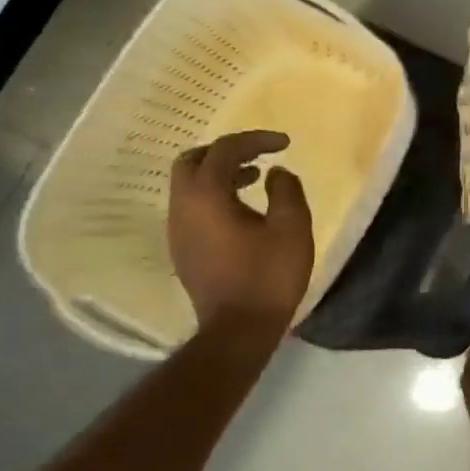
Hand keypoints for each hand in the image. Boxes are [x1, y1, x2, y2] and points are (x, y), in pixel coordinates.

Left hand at [167, 131, 313, 333]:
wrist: (238, 329)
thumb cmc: (268, 275)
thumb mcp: (291, 227)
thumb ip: (286, 190)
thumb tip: (276, 173)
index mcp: (206, 196)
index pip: (224, 151)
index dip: (255, 140)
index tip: (285, 144)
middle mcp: (183, 208)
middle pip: (192, 161)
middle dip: (225, 151)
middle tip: (258, 154)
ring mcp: (177, 230)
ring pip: (189, 185)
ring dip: (220, 173)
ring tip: (256, 178)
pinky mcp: (183, 248)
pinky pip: (193, 206)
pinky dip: (215, 194)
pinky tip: (243, 208)